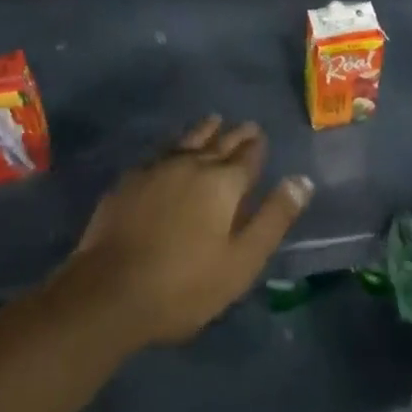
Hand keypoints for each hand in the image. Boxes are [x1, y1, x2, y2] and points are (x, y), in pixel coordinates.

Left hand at [60, 117, 311, 347]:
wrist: (109, 290)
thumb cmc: (183, 285)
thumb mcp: (240, 262)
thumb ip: (272, 219)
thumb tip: (302, 180)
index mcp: (223, 182)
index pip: (247, 156)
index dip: (257, 147)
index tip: (262, 135)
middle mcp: (193, 163)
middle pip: (220, 142)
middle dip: (236, 134)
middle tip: (246, 125)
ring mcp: (158, 167)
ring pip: (189, 139)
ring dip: (205, 130)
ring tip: (214, 121)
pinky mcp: (131, 178)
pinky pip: (161, 151)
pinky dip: (175, 145)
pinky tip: (172, 150)